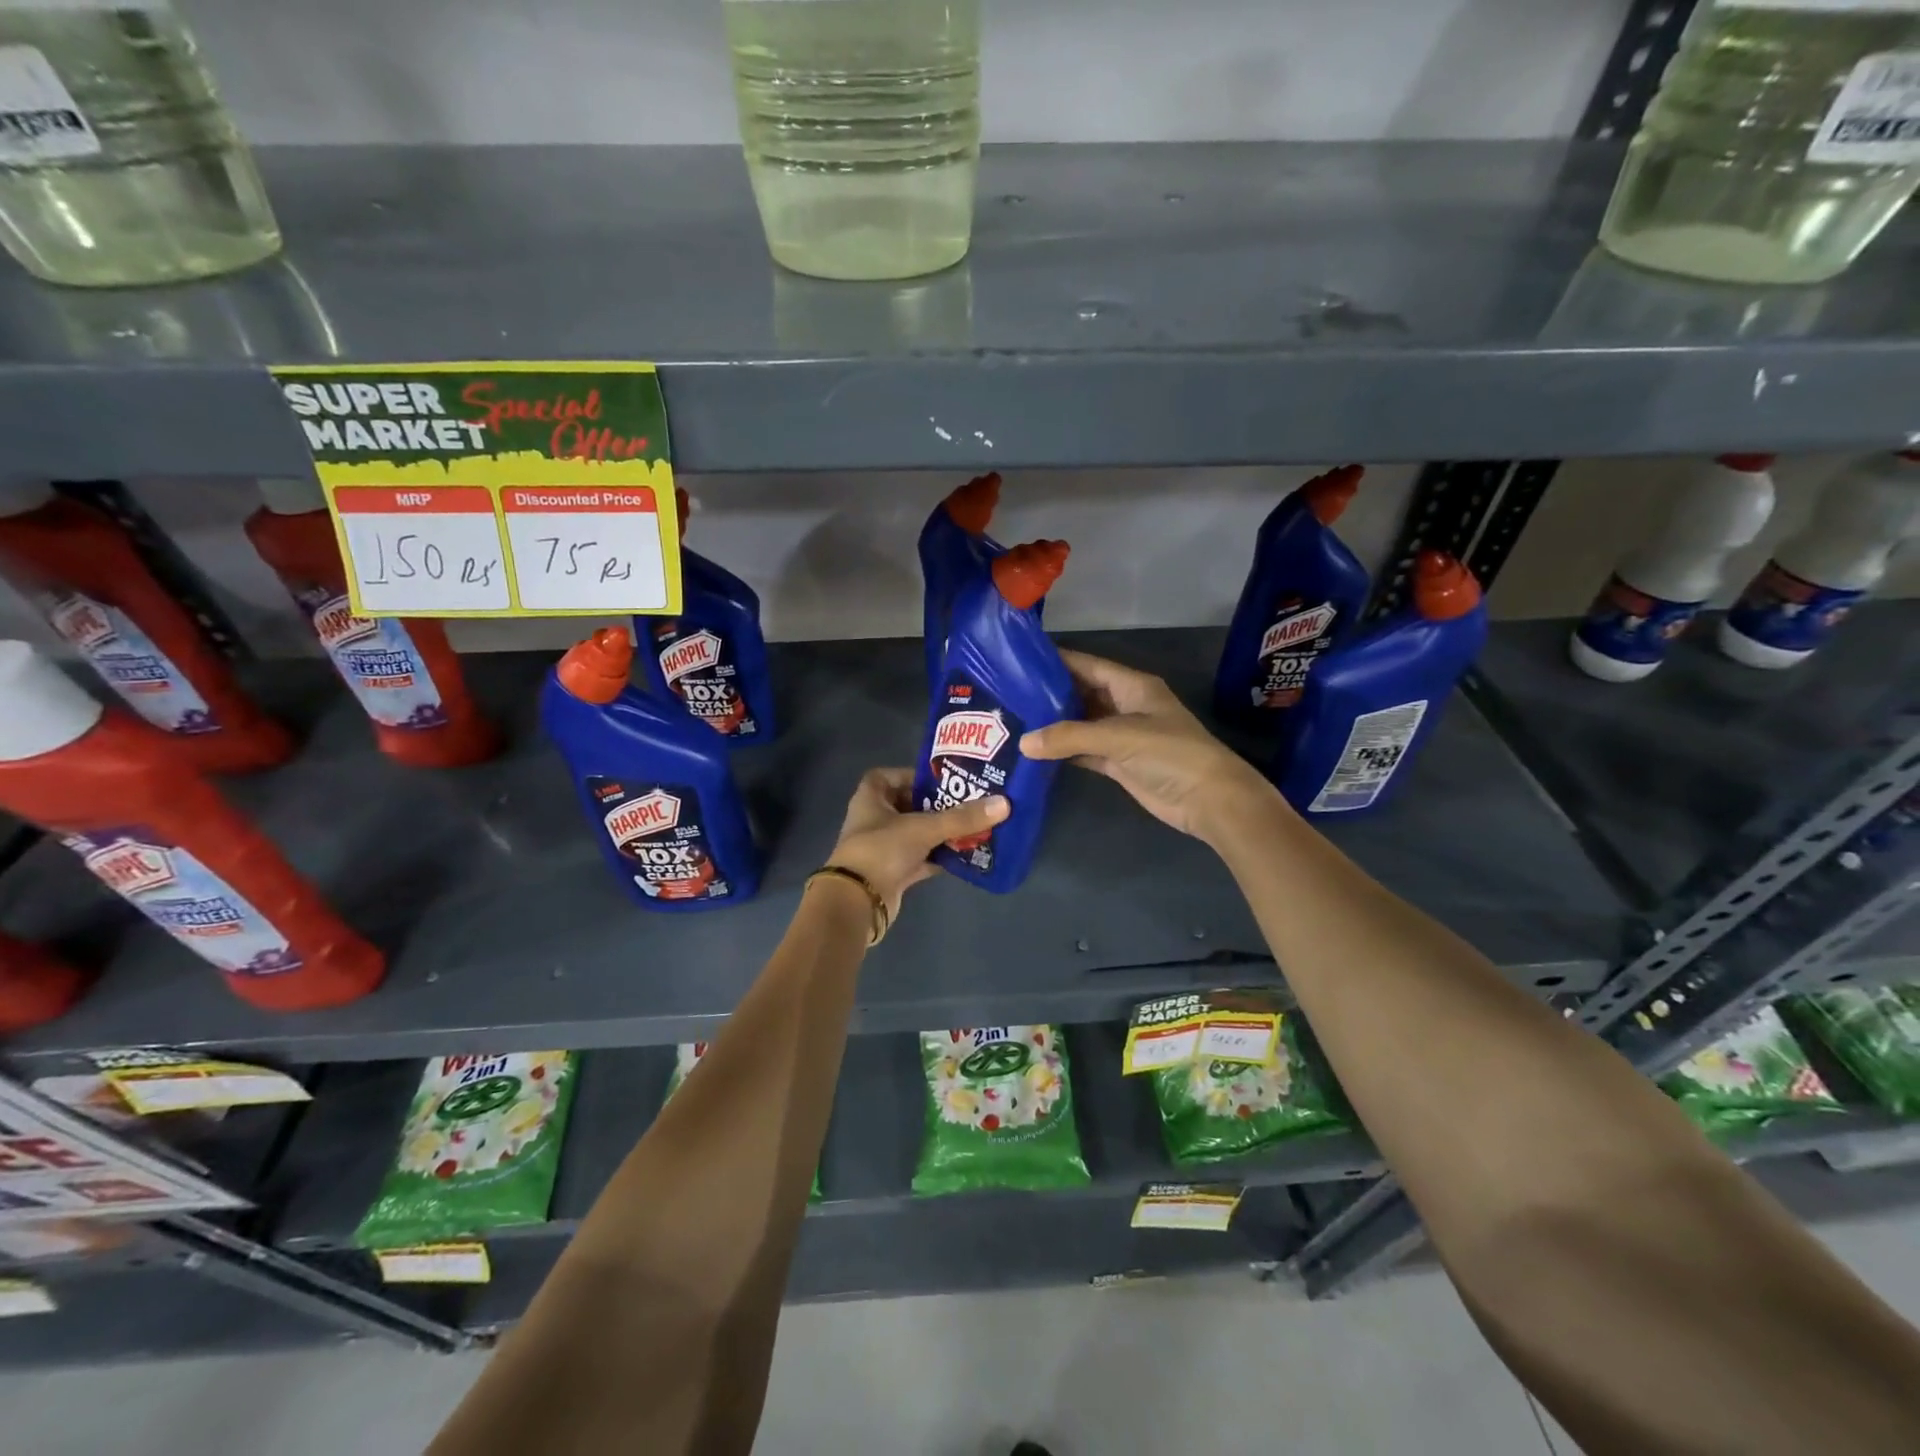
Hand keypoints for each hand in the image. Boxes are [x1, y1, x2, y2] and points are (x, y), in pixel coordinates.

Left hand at [824, 767, 1008, 925]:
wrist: (858, 903)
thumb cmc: (882, 850)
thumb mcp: (923, 828)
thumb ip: (962, 818)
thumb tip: (1004, 803)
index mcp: (870, 799)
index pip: (887, 776)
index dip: (911, 775)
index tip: (940, 780)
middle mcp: (874, 820)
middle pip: (907, 805)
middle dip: (936, 805)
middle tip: (967, 801)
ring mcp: (883, 849)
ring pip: (916, 834)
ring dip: (941, 832)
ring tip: (973, 826)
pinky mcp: (893, 874)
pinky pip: (921, 859)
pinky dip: (939, 857)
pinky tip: (965, 855)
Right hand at [1019, 649, 1273, 842]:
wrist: (1208, 799)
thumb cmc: (1170, 754)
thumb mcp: (1119, 737)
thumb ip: (1070, 737)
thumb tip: (1023, 743)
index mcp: (1132, 685)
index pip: (1087, 665)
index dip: (1056, 662)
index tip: (1018, 660)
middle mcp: (1125, 705)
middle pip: (1081, 693)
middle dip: (1048, 694)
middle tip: (1006, 694)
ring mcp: (1121, 735)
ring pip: (1080, 724)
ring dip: (1053, 725)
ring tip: (1012, 720)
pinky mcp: (1118, 763)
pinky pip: (1084, 751)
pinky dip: (1063, 752)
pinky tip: (1034, 752)